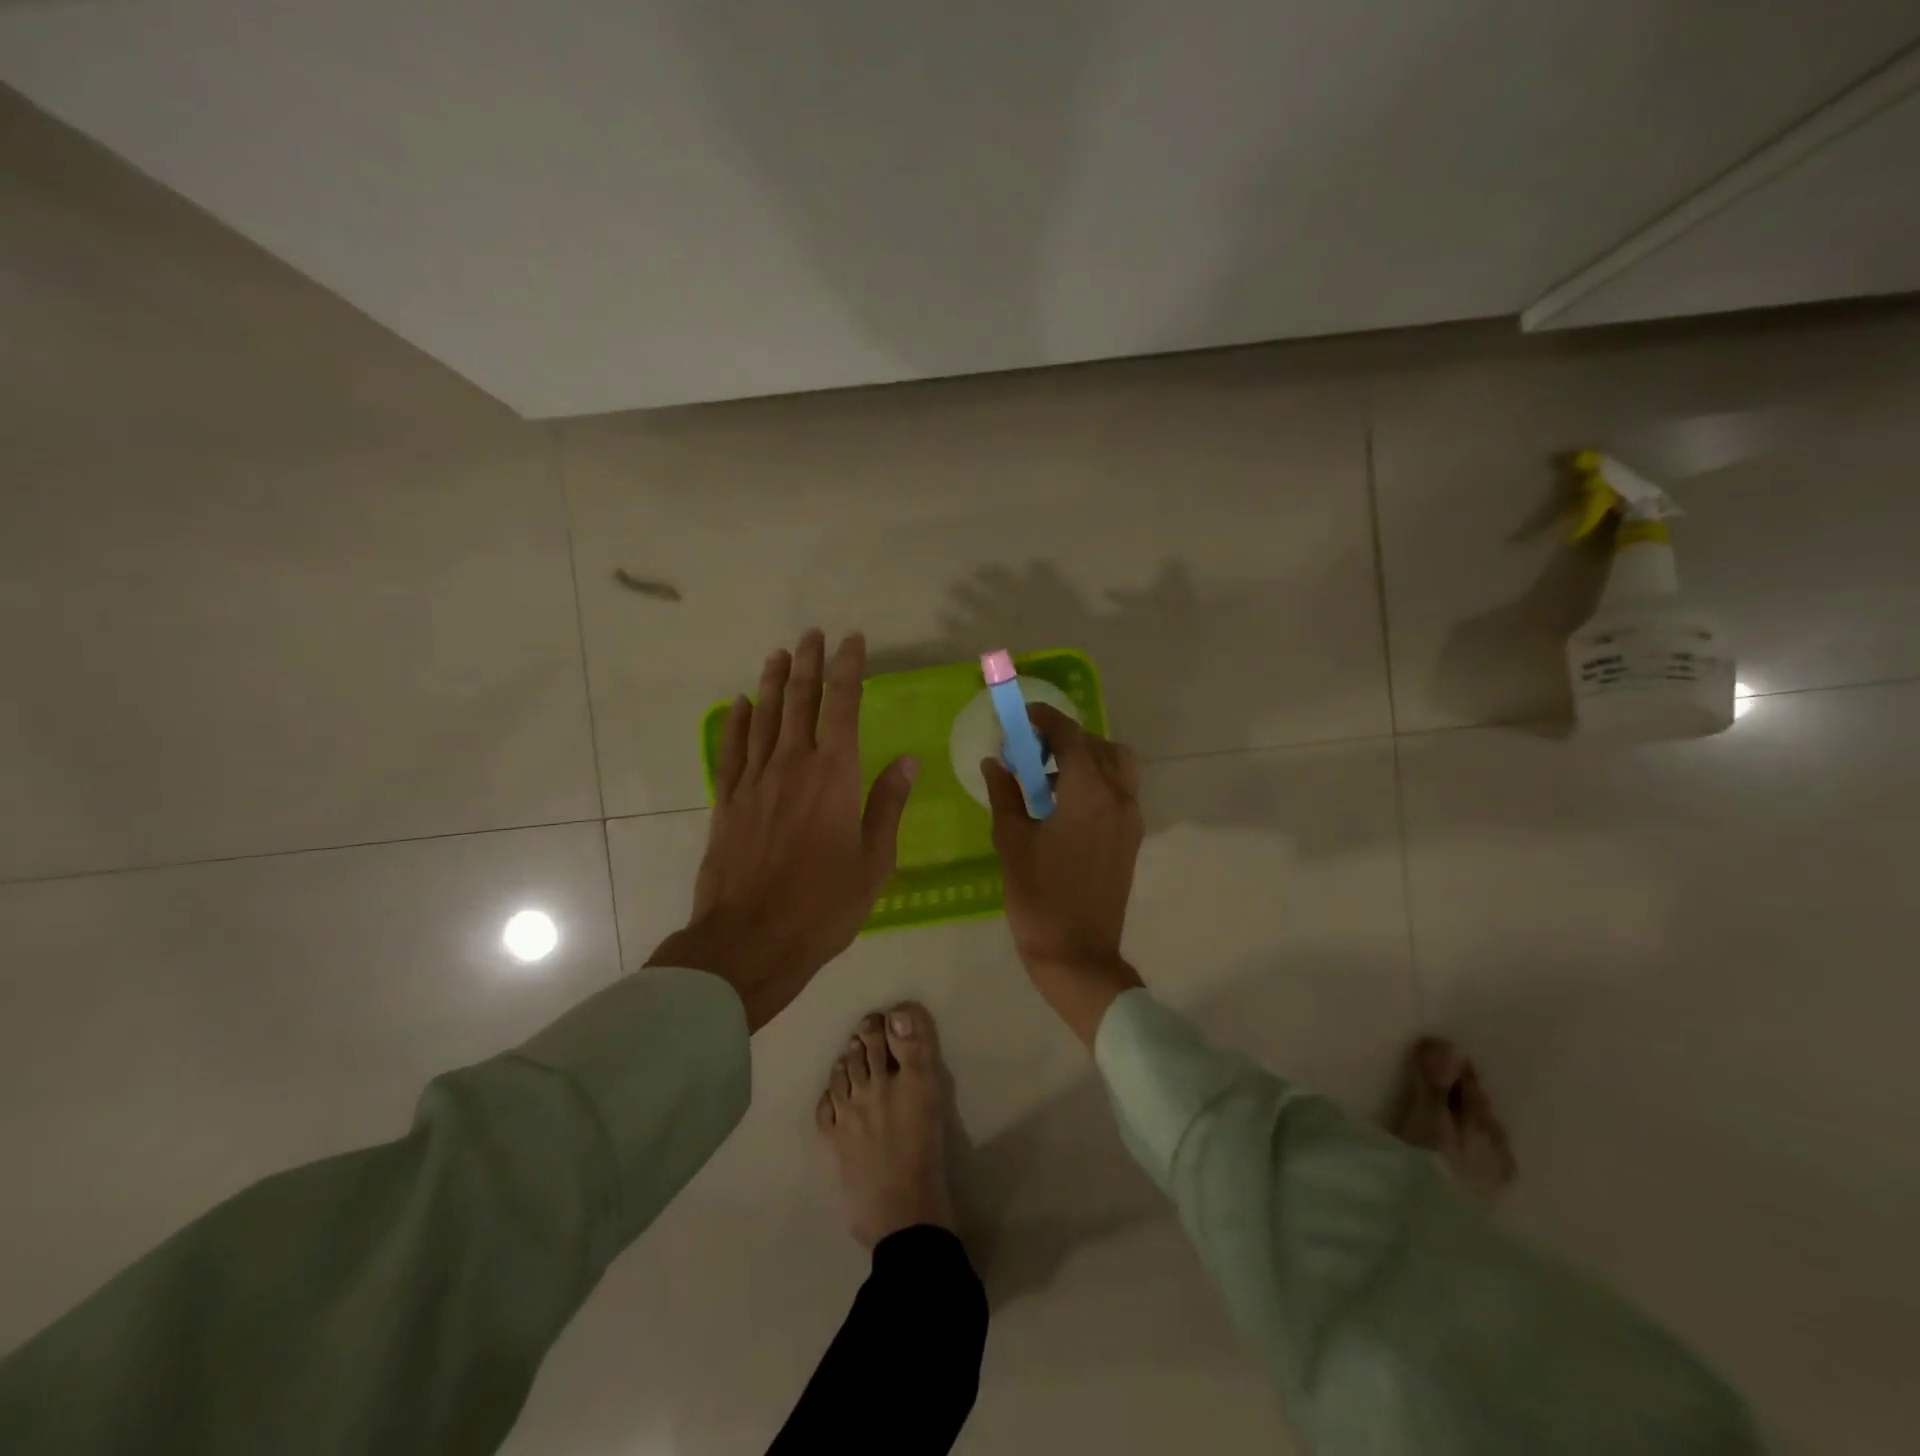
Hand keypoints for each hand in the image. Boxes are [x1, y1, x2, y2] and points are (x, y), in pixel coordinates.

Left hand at [647, 630, 916, 1030]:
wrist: (750, 941)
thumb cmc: (824, 905)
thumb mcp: (874, 861)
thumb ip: (887, 805)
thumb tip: (907, 760)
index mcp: (834, 776)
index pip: (843, 706)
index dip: (848, 669)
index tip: (852, 641)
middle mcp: (792, 766)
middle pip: (800, 701)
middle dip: (809, 664)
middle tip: (814, 634)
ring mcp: (754, 781)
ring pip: (764, 718)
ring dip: (774, 683)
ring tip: (780, 654)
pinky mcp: (727, 802)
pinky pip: (732, 750)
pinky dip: (737, 723)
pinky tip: (740, 704)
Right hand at [982, 704, 1144, 1046]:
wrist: (1078, 954)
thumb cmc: (1039, 897)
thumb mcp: (1011, 841)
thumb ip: (1004, 794)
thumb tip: (995, 762)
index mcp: (1088, 793)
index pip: (1070, 736)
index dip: (1045, 718)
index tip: (1021, 716)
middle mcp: (1118, 797)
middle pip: (1099, 745)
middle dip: (1065, 738)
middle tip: (1032, 751)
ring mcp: (1130, 818)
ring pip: (1116, 766)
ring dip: (1085, 758)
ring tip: (1047, 780)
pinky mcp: (1131, 838)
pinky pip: (1119, 790)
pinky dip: (1096, 781)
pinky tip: (1063, 806)